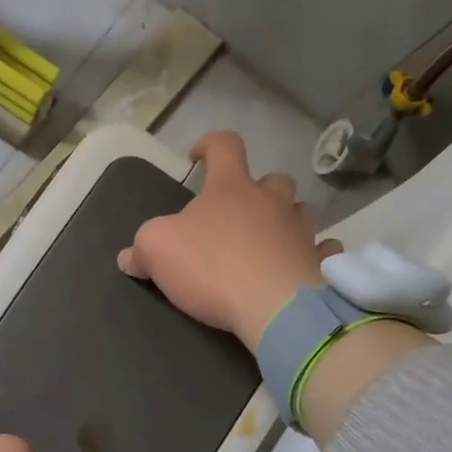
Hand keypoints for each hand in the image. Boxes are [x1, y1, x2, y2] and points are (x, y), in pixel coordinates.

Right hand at [118, 131, 340, 349]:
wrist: (274, 306)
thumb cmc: (212, 267)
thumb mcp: (157, 251)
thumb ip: (141, 248)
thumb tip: (128, 256)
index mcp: (231, 188)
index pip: (225, 146)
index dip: (210, 145)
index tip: (198, 156)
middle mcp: (271, 201)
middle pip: (273, 179)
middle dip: (258, 189)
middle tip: (240, 212)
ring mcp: (301, 231)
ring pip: (301, 212)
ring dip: (287, 220)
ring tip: (270, 241)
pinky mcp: (319, 262)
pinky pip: (322, 251)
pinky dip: (312, 256)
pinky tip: (302, 268)